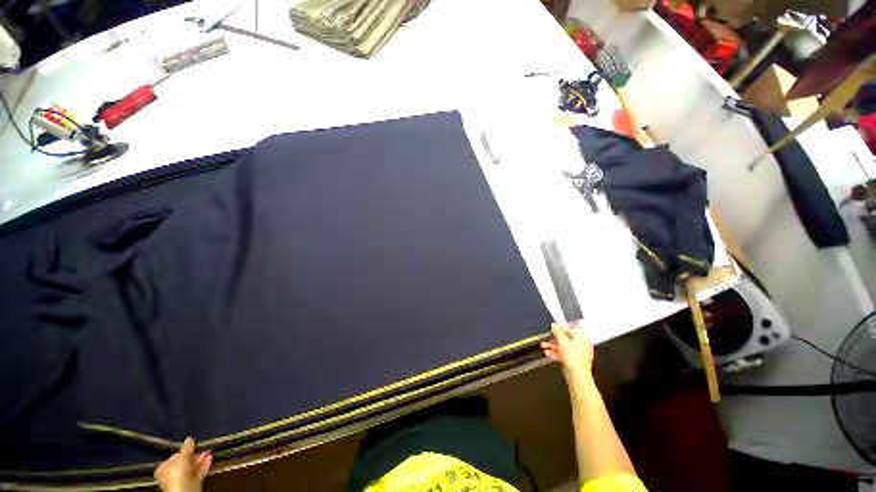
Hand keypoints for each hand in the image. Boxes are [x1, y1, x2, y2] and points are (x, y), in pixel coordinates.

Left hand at [155, 437, 210, 491]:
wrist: (184, 490)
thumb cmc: (177, 473)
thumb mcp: (181, 457)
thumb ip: (186, 448)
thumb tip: (189, 439)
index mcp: (163, 469)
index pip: (174, 457)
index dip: (184, 452)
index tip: (192, 447)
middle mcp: (171, 475)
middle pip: (184, 463)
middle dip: (195, 455)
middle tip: (202, 448)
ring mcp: (182, 480)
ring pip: (193, 467)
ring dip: (201, 459)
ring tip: (209, 452)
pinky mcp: (191, 483)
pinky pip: (198, 472)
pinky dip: (204, 465)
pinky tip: (210, 459)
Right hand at [541, 323, 593, 383]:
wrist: (577, 375)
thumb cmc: (574, 358)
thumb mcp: (562, 340)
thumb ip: (558, 331)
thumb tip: (555, 326)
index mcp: (582, 337)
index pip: (570, 328)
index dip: (560, 328)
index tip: (553, 328)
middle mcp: (582, 344)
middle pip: (566, 338)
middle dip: (554, 339)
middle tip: (547, 338)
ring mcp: (579, 353)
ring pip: (564, 346)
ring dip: (553, 346)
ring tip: (544, 346)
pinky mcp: (575, 360)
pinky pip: (565, 354)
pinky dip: (557, 353)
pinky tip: (548, 353)